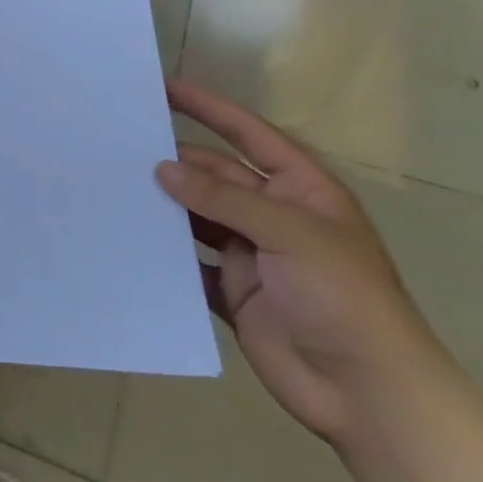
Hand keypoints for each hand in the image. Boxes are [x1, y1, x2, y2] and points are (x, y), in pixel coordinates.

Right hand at [155, 81, 451, 448]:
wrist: (367, 393)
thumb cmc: (342, 296)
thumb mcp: (290, 233)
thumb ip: (223, 197)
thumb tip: (162, 168)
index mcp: (301, 190)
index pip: (248, 135)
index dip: (209, 109)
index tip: (164, 88)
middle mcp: (273, 216)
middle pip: (215, 175)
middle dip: (175, 160)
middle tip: (119, 145)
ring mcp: (251, 255)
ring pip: (197, 217)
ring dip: (165, 205)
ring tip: (115, 186)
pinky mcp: (232, 292)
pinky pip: (190, 262)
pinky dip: (165, 252)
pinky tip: (129, 238)